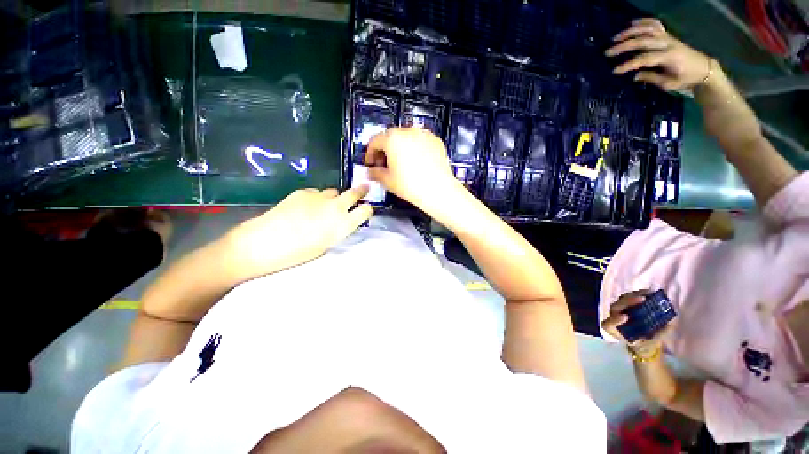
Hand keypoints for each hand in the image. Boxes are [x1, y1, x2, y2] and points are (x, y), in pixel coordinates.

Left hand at [224, 186, 372, 280]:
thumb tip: (341, 222)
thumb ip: (338, 230)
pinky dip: (315, 198)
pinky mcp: (303, 192)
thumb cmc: (298, 253)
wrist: (265, 242)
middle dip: (361, 191)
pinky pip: (316, 192)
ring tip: (325, 205)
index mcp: (343, 224)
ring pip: (334, 191)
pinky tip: (305, 207)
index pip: (366, 211)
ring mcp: (319, 197)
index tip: (366, 210)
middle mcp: (336, 207)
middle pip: (354, 193)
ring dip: (334, 197)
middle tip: (364, 189)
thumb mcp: (326, 245)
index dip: (367, 209)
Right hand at [365, 127, 464, 212]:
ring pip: (406, 138)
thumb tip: (371, 171)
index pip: (375, 141)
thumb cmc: (411, 186)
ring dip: (399, 148)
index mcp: (393, 139)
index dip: (370, 153)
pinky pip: (419, 141)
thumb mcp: (387, 181)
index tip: (371, 163)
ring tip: (400, 164)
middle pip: (390, 137)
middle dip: (385, 150)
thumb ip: (375, 173)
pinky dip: (414, 148)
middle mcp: (408, 131)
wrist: (438, 190)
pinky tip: (415, 162)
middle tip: (384, 165)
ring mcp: (424, 134)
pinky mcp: (435, 140)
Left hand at [601, 290, 673, 358]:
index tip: (626, 317)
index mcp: (614, 330)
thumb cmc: (643, 343)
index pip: (608, 324)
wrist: (643, 340)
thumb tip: (669, 324)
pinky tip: (649, 292)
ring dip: (634, 296)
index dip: (615, 320)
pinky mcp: (626, 304)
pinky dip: (638, 294)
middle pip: (616, 307)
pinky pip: (629, 297)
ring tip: (647, 295)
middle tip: (642, 299)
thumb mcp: (650, 343)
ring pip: (622, 300)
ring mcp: (619, 310)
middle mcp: (614, 318)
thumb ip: (657, 335)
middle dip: (628, 302)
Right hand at [606, 18, 712, 91]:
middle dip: (624, 46)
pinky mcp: (668, 35)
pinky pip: (655, 24)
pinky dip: (643, 22)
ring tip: (616, 38)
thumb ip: (651, 78)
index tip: (614, 71)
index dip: (628, 65)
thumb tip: (635, 75)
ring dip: (630, 31)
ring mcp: (668, 37)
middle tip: (608, 52)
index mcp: (669, 57)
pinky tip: (631, 24)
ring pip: (647, 29)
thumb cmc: (686, 80)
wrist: (704, 69)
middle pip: (643, 41)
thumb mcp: (669, 84)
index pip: (645, 59)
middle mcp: (668, 44)